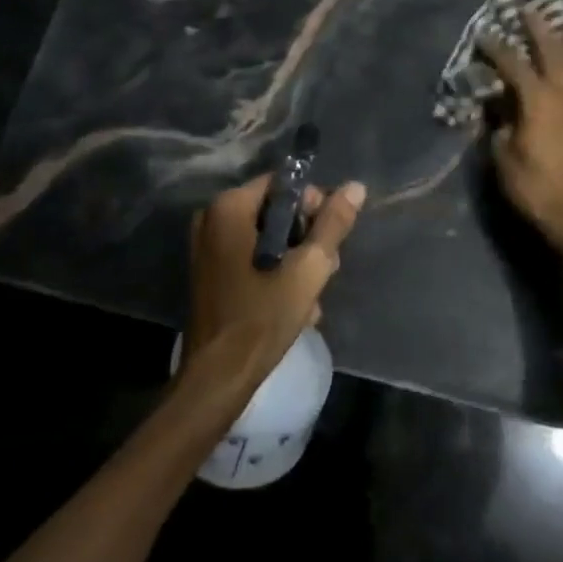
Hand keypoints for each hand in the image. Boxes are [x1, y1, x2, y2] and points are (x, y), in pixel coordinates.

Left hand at [183, 174, 366, 390]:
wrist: (219, 376)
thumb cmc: (263, 316)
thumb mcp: (308, 268)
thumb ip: (333, 224)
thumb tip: (355, 187)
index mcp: (229, 207)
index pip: (284, 186)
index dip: (314, 207)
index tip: (328, 241)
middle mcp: (212, 218)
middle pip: (276, 212)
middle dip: (306, 240)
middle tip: (325, 271)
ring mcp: (207, 247)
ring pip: (267, 238)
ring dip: (295, 262)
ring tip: (312, 295)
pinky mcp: (210, 273)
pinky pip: (252, 257)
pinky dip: (275, 274)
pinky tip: (295, 304)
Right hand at [477, 7, 562, 253]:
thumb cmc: (534, 186)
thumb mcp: (503, 156)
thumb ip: (499, 124)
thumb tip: (497, 104)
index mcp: (538, 100)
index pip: (514, 64)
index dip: (496, 47)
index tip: (483, 33)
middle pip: (551, 49)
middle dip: (537, 27)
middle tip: (526, 6)